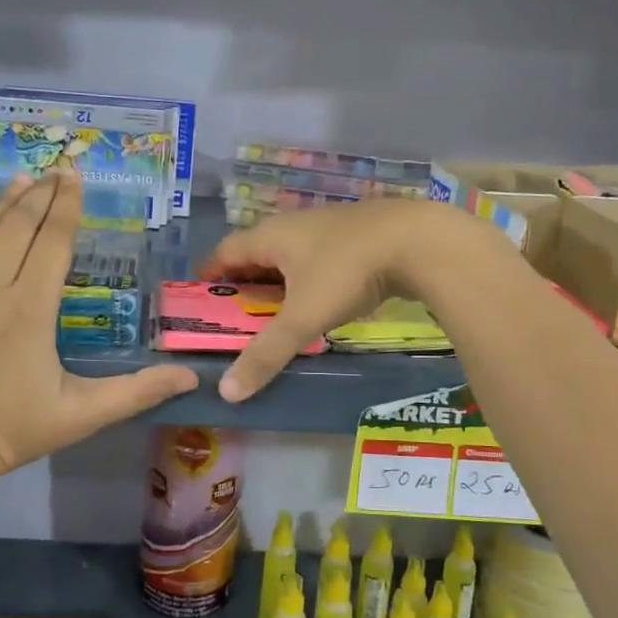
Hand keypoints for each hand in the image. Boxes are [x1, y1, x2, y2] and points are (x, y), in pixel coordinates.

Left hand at [0, 168, 198, 485]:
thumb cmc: (12, 432)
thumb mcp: (82, 414)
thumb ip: (137, 391)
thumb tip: (190, 376)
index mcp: (31, 309)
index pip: (54, 243)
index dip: (67, 207)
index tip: (74, 177)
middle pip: (18, 228)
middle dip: (40, 196)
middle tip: (55, 170)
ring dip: (3, 202)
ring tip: (22, 179)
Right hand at [199, 199, 502, 401]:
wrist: (418, 241)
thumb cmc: (347, 272)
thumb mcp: (303, 317)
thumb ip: (266, 354)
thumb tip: (226, 392)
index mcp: (271, 237)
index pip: (224, 253)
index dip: (208, 276)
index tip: (199, 303)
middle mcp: (293, 226)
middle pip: (255, 254)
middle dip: (242, 284)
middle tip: (236, 319)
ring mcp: (327, 227)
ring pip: (289, 256)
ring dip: (277, 283)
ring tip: (274, 315)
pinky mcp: (355, 235)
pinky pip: (317, 258)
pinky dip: (307, 280)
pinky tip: (319, 301)